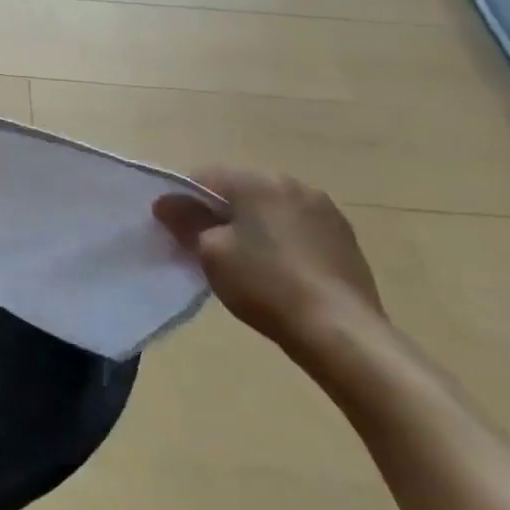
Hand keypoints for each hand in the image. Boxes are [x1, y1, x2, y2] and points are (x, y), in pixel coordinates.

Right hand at [154, 168, 384, 355]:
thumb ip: (185, 221)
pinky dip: (281, 239)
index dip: (183, 201)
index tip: (174, 230)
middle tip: (206, 248)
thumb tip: (165, 203)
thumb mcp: (211, 253)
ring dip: (252, 225)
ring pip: (270, 208)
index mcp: (257, 181)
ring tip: (245, 261)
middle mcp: (292, 183)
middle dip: (219, 212)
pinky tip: (279, 270)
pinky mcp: (344, 236)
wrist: (342, 332)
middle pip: (239, 190)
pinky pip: (297, 227)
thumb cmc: (266, 285)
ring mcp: (324, 209)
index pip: (203, 177)